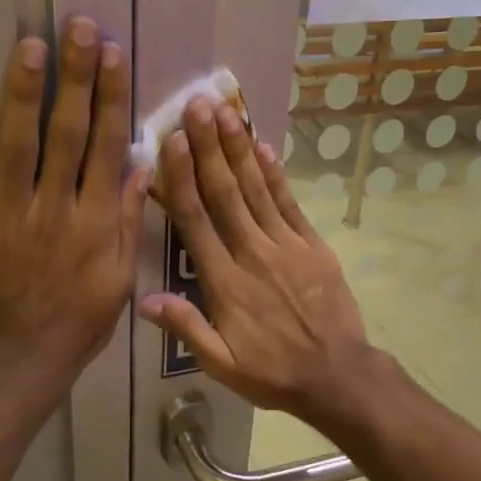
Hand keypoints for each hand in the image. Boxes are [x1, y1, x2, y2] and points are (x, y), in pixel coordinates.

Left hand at [0, 16, 148, 394]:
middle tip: (78, 27)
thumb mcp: (119, 278)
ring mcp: (7, 215)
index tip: (113, 54)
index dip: (109, 97)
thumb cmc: (79, 322)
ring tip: (30, 46)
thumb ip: (125, 220)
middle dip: (74, 78)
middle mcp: (53, 207)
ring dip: (22, 94)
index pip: (104, 146)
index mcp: (93, 219)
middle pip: (65, 133)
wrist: (23, 361)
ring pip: (16, 146)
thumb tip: (140, 165)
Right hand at [138, 97, 379, 424]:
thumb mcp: (221, 365)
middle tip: (196, 104)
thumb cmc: (272, 372)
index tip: (172, 140)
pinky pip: (290, 204)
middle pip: (225, 193)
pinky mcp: (312, 246)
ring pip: (257, 190)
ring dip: (238, 150)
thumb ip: (185, 328)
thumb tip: (143, 300)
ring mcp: (286, 246)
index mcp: (224, 282)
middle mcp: (252, 254)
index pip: (196, 220)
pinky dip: (276, 174)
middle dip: (209, 147)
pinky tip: (263, 146)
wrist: (337, 376)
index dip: (182, 178)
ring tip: (224, 112)